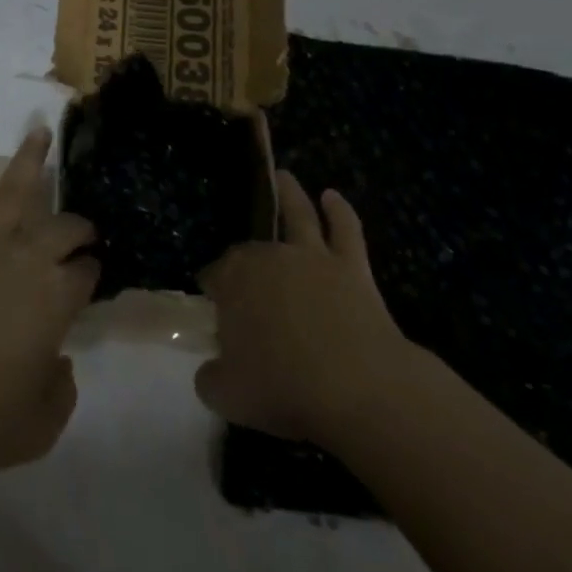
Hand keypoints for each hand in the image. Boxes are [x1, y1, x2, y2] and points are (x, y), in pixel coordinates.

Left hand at [0, 125, 99, 501]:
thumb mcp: (42, 424)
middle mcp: (25, 260)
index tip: (94, 274)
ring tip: (42, 129)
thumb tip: (58, 357)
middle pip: (61, 228)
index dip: (93, 271)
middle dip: (78, 227)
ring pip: (13, 191)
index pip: (86, 272)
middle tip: (84, 232)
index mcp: (56, 300)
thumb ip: (62, 386)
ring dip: (31, 158)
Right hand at [195, 171, 413, 443]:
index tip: (215, 311)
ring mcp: (312, 257)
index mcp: (234, 281)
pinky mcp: (352, 267)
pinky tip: (333, 196)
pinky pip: (345, 230)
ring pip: (297, 215)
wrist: (360, 390)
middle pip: (251, 251)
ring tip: (285, 176)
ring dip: (290, 194)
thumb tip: (214, 369)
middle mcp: (269, 258)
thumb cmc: (286, 389)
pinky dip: (339, 211)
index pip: (214, 276)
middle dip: (243, 260)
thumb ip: (212, 376)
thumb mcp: (227, 394)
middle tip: (244, 281)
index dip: (213, 291)